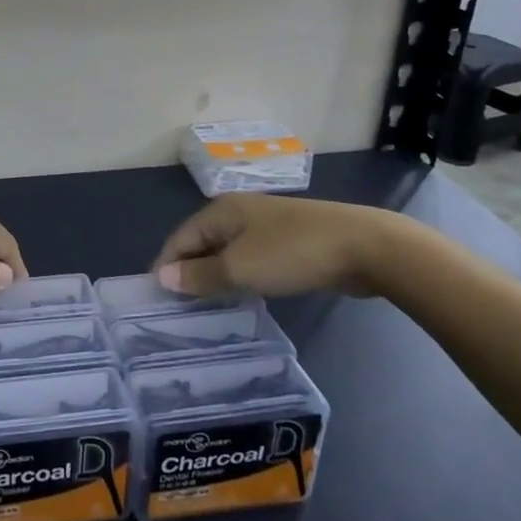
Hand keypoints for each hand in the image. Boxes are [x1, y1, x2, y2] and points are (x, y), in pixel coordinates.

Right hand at [152, 195, 399, 298]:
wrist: (363, 247)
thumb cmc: (292, 254)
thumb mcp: (239, 268)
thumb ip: (199, 275)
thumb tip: (162, 277)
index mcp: (221, 211)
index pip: (180, 238)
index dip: (166, 266)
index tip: (157, 300)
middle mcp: (238, 212)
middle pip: (201, 243)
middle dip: (190, 272)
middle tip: (181, 309)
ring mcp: (266, 225)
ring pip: (228, 252)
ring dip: (216, 276)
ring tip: (208, 307)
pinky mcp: (289, 241)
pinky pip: (251, 258)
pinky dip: (241, 276)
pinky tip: (244, 296)